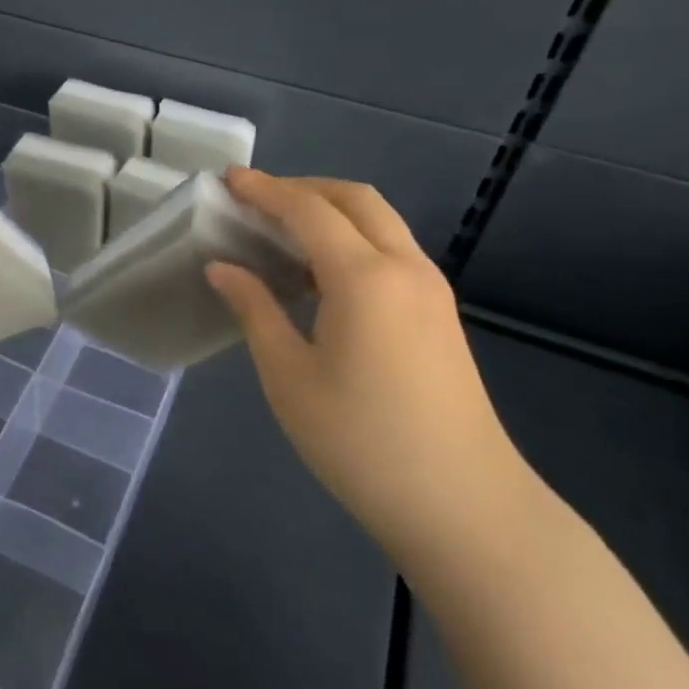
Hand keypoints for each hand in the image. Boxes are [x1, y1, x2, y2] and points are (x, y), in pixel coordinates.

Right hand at [206, 168, 529, 568]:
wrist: (465, 508)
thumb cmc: (362, 444)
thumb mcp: (290, 378)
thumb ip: (254, 310)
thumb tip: (223, 267)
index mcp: (364, 277)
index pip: (308, 210)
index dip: (264, 190)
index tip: (228, 180)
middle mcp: (404, 267)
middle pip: (354, 199)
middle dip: (303, 188)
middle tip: (256, 201)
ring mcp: (430, 289)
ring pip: (379, 221)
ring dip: (331, 211)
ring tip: (282, 233)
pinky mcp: (440, 313)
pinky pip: (391, 249)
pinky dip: (352, 238)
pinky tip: (321, 275)